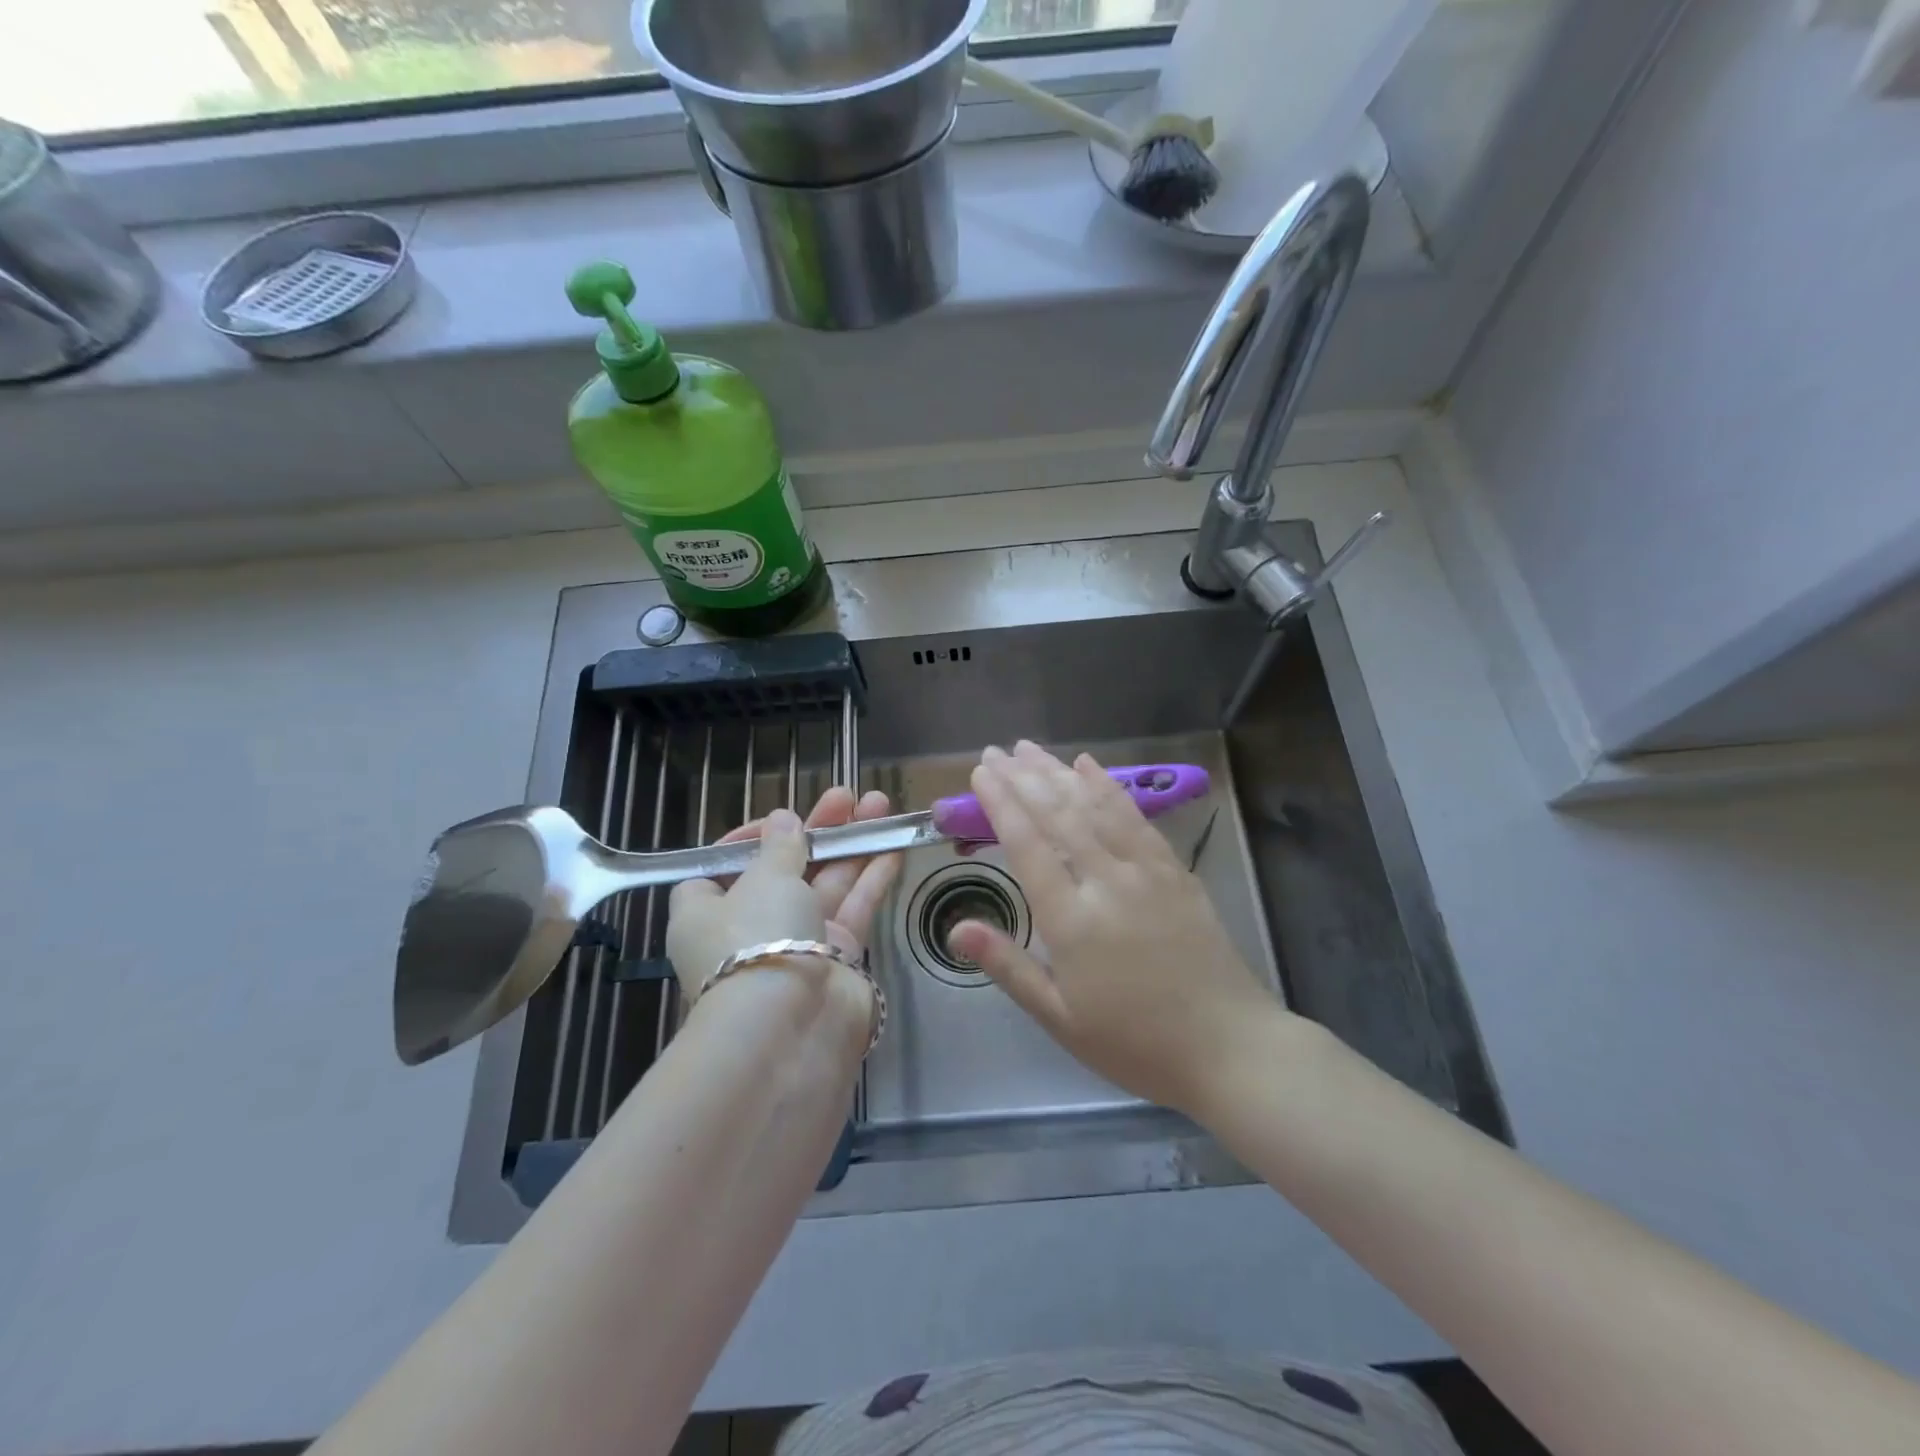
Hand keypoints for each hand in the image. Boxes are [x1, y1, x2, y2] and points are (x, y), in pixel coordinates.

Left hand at [666, 787, 900, 1018]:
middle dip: (817, 831)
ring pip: (827, 884)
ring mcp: (798, 943)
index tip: (779, 821)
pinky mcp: (838, 958)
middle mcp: (750, 927)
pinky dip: (872, 876)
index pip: (721, 868)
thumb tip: (782, 820)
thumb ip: (781, 846)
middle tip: (847, 796)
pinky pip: (854, 907)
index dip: (749, 840)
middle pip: (786, 869)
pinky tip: (893, 843)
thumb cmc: (758, 937)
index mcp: (707, 911)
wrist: (791, 1027)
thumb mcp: (764, 878)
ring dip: (852, 844)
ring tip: (880, 804)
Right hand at [948, 742, 1284, 1116]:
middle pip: (1058, 815)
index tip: (982, 773)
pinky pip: (1135, 817)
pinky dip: (1109, 786)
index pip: (1027, 844)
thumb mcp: (1059, 1017)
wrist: (1229, 1048)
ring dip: (1059, 772)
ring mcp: (1146, 871)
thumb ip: (1007, 966)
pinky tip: (1091, 767)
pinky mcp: (1175, 870)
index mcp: (1071, 919)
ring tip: (1032, 749)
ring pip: (1095, 807)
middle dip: (1023, 778)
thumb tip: (956, 928)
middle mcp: (1106, 881)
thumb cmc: (1134, 1042)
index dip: (1001, 803)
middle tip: (997, 750)